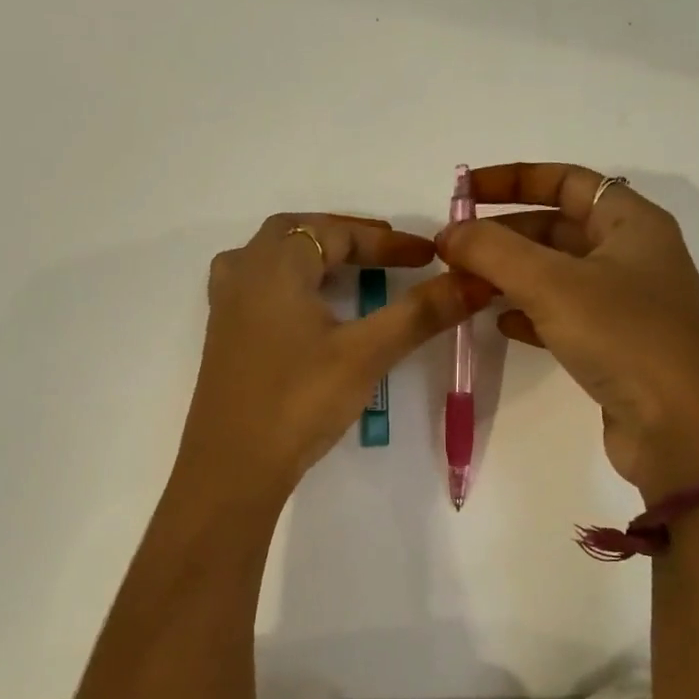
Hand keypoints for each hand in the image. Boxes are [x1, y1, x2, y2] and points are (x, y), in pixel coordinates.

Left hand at [176, 213, 494, 499]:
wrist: (232, 466)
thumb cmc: (299, 401)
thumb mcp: (366, 354)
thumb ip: (419, 313)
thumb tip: (474, 281)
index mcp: (273, 265)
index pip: (336, 234)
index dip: (386, 242)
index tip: (428, 256)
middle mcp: (243, 272)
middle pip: (297, 233)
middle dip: (346, 237)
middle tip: (387, 252)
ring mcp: (226, 304)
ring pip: (272, 257)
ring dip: (313, 255)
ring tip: (350, 269)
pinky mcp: (223, 334)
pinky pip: (259, 285)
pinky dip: (292, 280)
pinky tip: (309, 307)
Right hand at [436, 163, 698, 501]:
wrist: (682, 430)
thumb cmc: (624, 336)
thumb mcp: (552, 284)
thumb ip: (493, 251)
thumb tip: (449, 232)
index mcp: (631, 223)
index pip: (566, 180)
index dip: (513, 179)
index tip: (463, 191)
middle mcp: (632, 255)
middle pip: (556, 227)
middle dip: (503, 234)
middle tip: (454, 250)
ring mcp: (625, 302)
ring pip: (555, 273)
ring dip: (509, 274)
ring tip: (465, 285)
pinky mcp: (615, 344)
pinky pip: (562, 314)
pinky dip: (528, 312)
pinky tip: (500, 323)